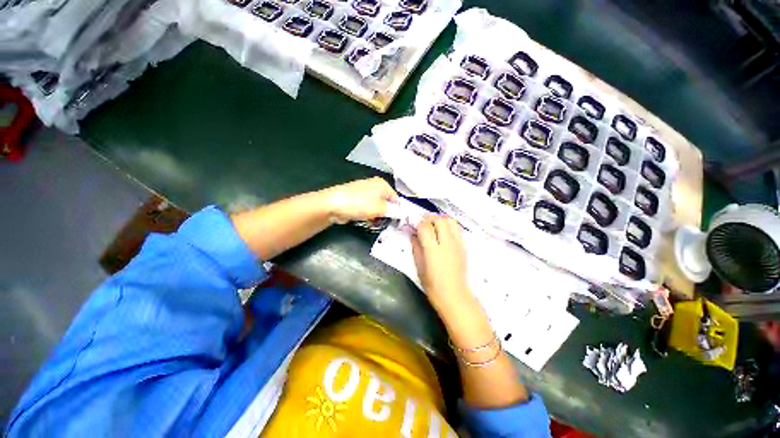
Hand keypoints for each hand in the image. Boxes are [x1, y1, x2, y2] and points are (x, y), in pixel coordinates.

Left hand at [323, 177, 397, 223]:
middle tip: (382, 222)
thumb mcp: (380, 209)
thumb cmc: (360, 204)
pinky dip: (367, 215)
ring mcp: (364, 192)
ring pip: (376, 207)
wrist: (333, 204)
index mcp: (382, 184)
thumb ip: (393, 211)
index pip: (396, 198)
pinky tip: (364, 220)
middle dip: (385, 214)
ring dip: (376, 216)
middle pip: (386, 203)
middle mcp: (374, 186)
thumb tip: (402, 213)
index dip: (396, 210)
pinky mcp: (356, 199)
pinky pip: (367, 208)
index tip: (395, 221)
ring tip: (371, 222)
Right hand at [411, 215, 493, 351]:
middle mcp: (446, 243)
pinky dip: (449, 226)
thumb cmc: (433, 285)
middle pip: (439, 220)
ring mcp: (457, 243)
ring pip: (450, 221)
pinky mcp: (464, 246)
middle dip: (429, 219)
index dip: (418, 224)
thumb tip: (413, 235)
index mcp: (433, 249)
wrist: (454, 295)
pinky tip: (444, 234)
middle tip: (424, 224)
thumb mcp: (419, 267)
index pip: (425, 227)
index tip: (415, 227)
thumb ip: (416, 248)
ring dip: (441, 220)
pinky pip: (457, 229)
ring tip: (435, 226)